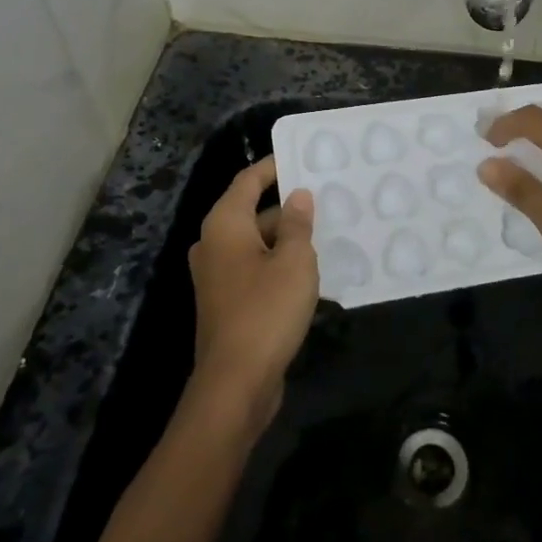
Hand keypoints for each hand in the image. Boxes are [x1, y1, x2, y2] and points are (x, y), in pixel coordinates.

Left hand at [188, 157, 318, 427]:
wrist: (235, 384)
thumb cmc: (266, 311)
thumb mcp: (295, 262)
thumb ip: (299, 224)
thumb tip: (298, 197)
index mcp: (224, 225)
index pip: (248, 180)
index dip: (274, 166)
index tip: (302, 157)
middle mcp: (214, 244)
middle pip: (253, 212)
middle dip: (288, 207)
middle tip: (327, 199)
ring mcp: (217, 276)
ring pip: (256, 243)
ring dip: (287, 239)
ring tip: (327, 232)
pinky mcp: (226, 302)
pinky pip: (255, 269)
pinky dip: (278, 263)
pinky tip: (311, 271)